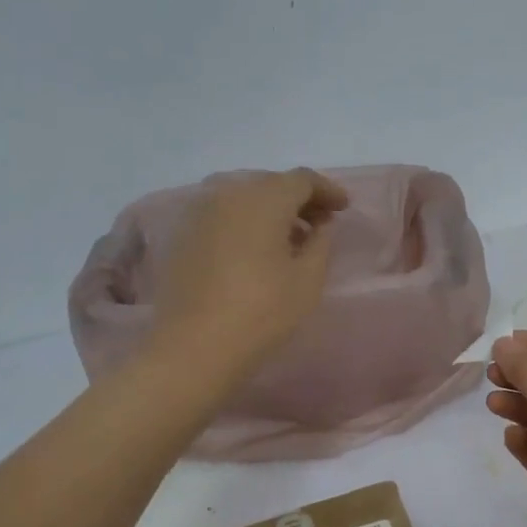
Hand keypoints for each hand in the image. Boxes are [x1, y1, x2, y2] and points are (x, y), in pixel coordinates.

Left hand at [151, 168, 349, 377]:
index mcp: (263, 198)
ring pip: (243, 197)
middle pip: (270, 184)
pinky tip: (254, 249)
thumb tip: (319, 224)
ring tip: (287, 238)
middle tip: (319, 223)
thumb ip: (321, 242)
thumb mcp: (308, 279)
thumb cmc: (262, 312)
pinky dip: (244, 222)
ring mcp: (199, 212)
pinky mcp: (182, 235)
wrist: (193, 347)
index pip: (302, 179)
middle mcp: (228, 193)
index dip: (327, 191)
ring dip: (269, 210)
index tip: (344, 208)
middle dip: (298, 199)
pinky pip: (222, 215)